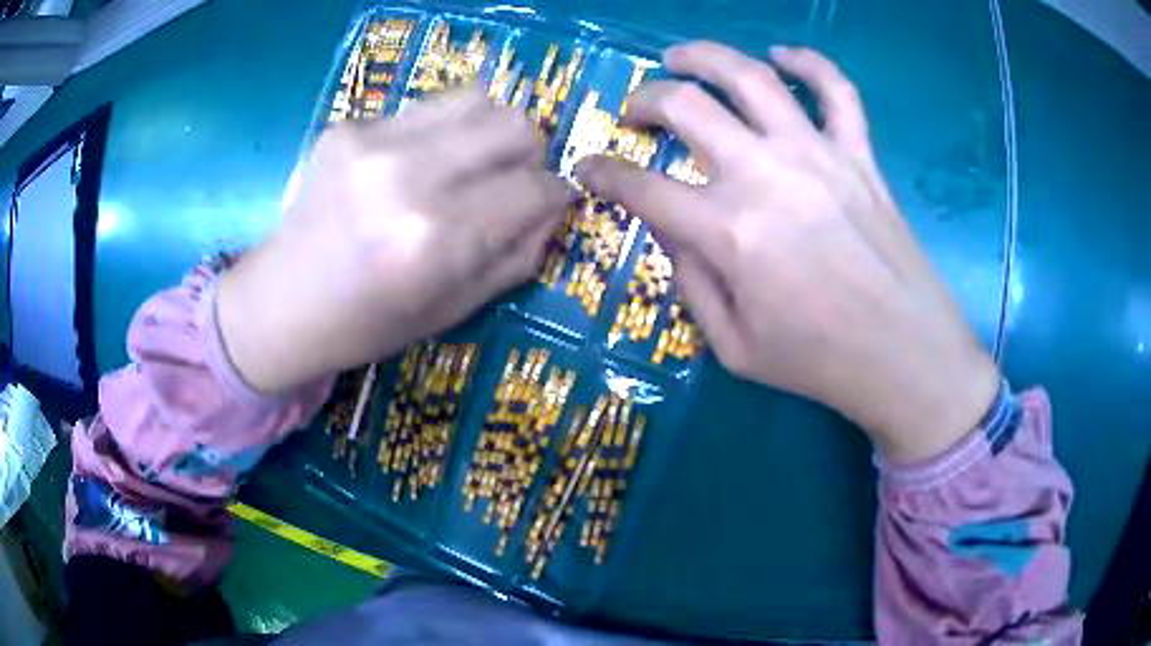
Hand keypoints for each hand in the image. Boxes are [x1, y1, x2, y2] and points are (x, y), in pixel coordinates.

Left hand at [218, 90, 568, 393]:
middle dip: (530, 153)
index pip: (535, 188)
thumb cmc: (367, 324)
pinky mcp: (349, 126)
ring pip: (477, 99)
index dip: (554, 195)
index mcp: (436, 240)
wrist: (281, 303)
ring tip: (471, 163)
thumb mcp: (454, 310)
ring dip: (490, 131)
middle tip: (512, 179)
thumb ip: (517, 256)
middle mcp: (407, 176)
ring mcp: (373, 141)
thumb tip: (554, 207)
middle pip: (514, 124)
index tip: (546, 203)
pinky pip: (426, 110)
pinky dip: (441, 133)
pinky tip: (416, 164)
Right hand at [578, 43, 997, 462]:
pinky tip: (784, 55)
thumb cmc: (819, 362)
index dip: (602, 173)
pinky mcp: (859, 154)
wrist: (904, 354)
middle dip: (644, 100)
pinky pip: (837, 90)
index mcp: (728, 232)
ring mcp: (817, 155)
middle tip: (635, 110)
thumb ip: (690, 282)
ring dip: (705, 57)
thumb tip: (671, 230)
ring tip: (681, 56)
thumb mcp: (733, 346)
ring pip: (751, 76)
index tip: (587, 167)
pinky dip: (810, 63)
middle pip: (686, 107)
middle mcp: (765, 175)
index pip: (641, 187)